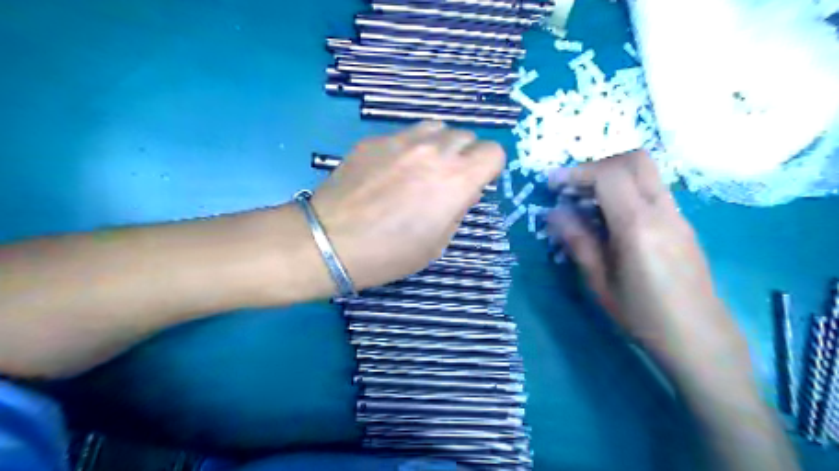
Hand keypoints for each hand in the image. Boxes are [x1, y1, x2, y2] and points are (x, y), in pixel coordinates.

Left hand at [309, 122, 500, 289]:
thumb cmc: (390, 253)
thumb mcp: (438, 243)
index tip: (478, 182)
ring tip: (422, 168)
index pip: (493, 152)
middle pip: (466, 136)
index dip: (489, 167)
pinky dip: (408, 148)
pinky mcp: (374, 139)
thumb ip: (458, 209)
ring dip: (439, 145)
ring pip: (436, 127)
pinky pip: (404, 134)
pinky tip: (389, 170)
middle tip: (447, 179)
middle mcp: (434, 151)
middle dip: (464, 156)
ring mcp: (401, 140)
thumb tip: (463, 190)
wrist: (332, 242)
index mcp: (457, 180)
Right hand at [552, 153, 746, 372]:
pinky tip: (608, 217)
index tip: (553, 185)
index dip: (577, 173)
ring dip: (611, 176)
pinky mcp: (681, 222)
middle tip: (572, 188)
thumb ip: (577, 241)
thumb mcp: (599, 282)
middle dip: (597, 166)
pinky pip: (651, 190)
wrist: (699, 337)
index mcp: (638, 226)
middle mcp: (663, 211)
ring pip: (645, 172)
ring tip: (585, 202)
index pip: (609, 175)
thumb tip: (554, 213)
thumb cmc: (643, 315)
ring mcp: (677, 215)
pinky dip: (625, 190)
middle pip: (634, 160)